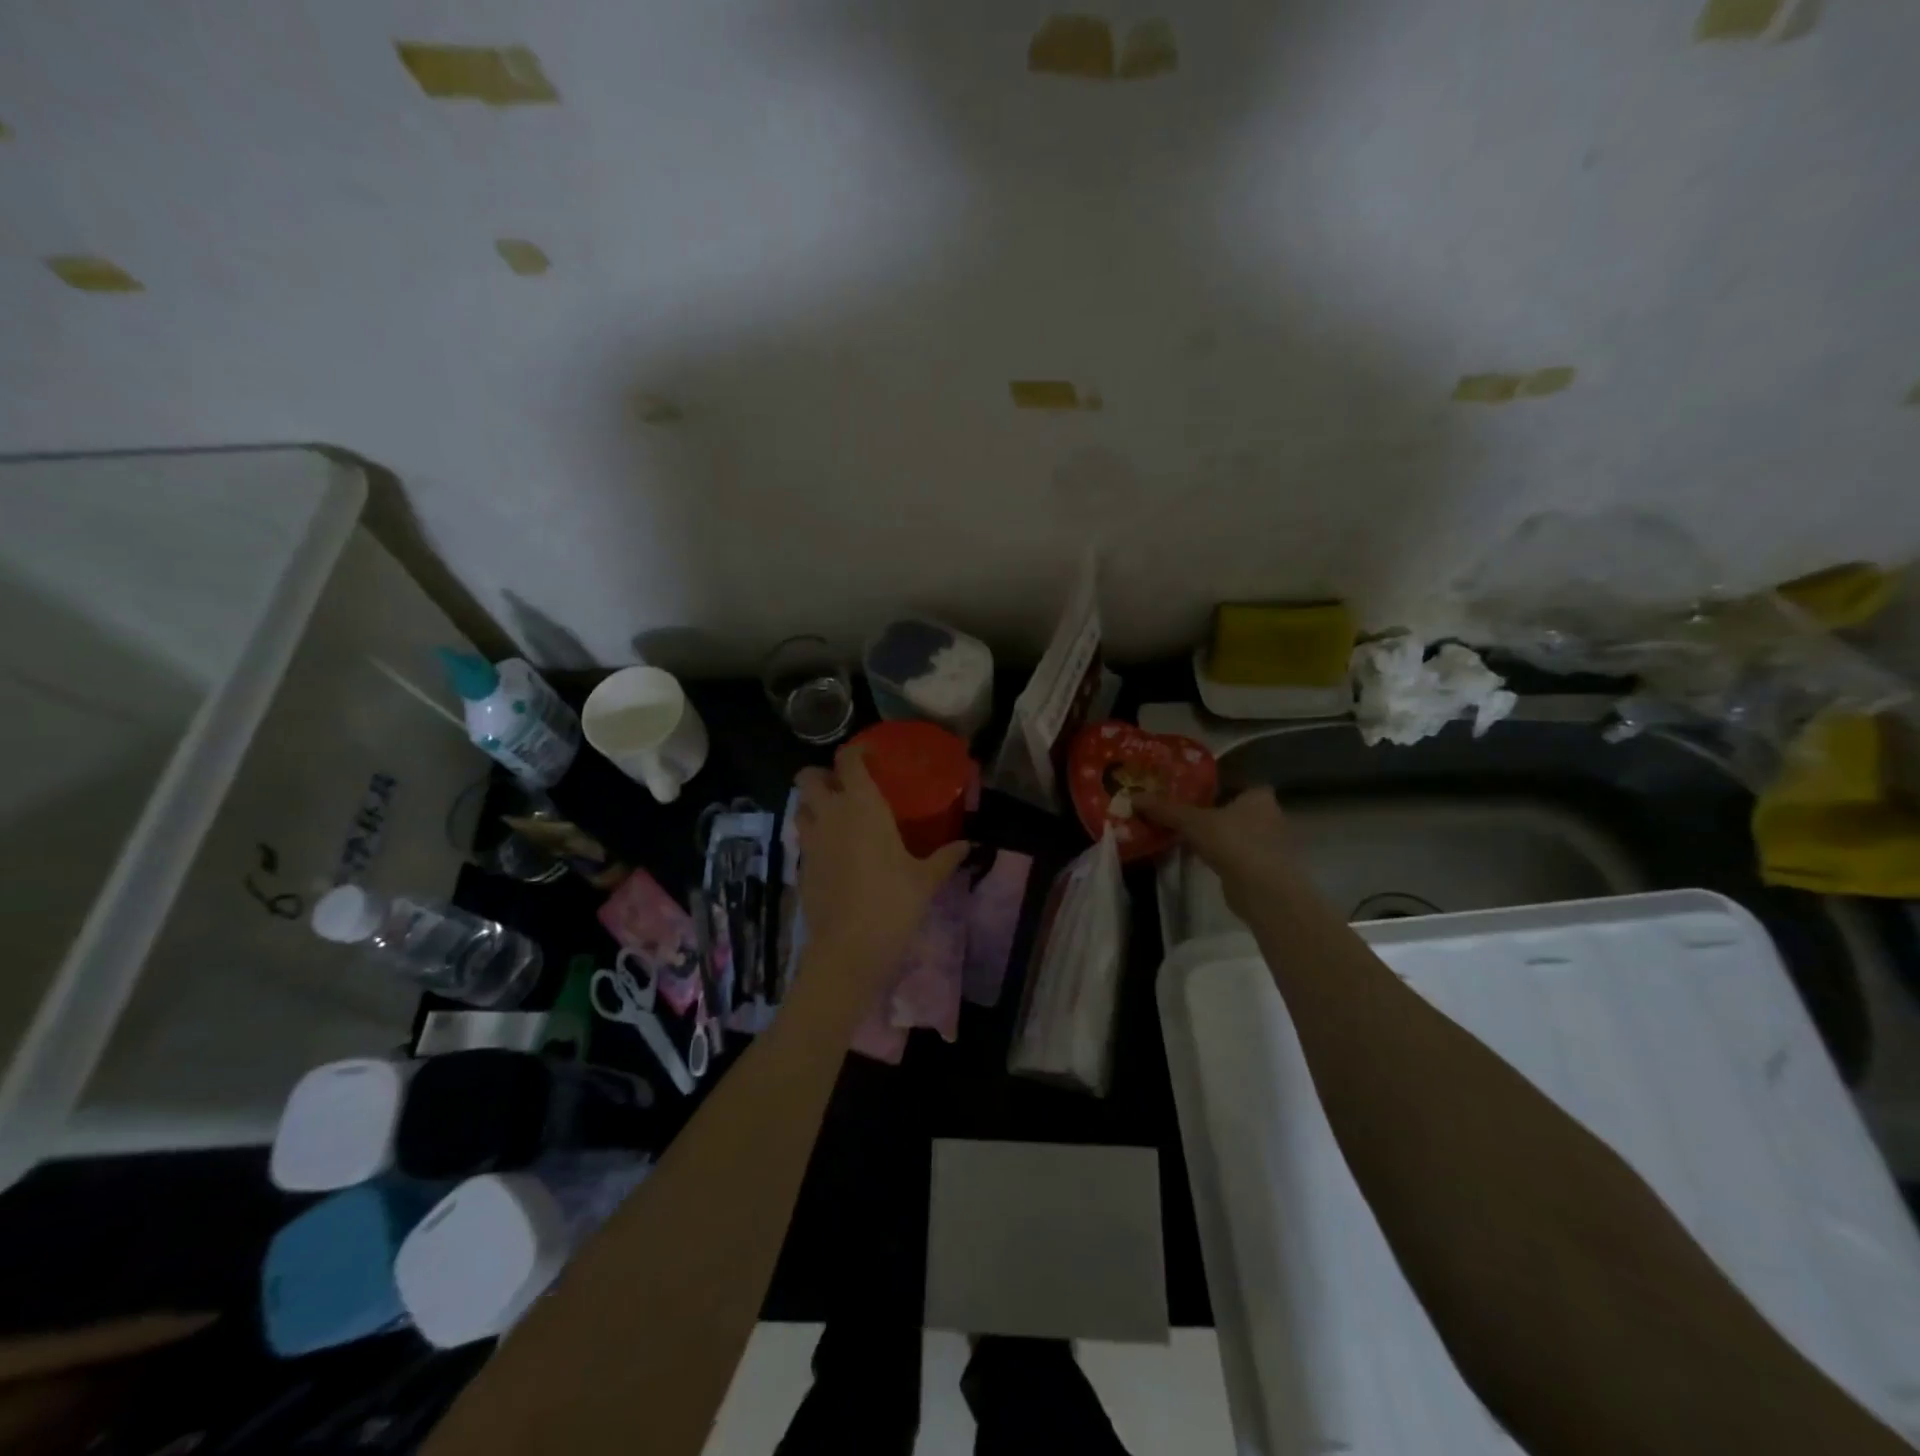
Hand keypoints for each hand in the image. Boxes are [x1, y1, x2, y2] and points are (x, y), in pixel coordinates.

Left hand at [794, 744, 967, 1002]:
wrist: (849, 948)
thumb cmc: (892, 903)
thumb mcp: (926, 879)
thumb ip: (945, 857)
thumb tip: (967, 845)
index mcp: (862, 805)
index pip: (847, 759)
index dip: (855, 750)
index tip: (870, 754)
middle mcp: (830, 814)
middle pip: (807, 776)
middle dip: (822, 775)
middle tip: (845, 786)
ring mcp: (810, 841)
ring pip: (799, 807)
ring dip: (813, 804)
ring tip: (837, 817)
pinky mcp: (801, 867)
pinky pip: (803, 840)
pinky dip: (814, 837)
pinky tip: (835, 853)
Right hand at [1137, 787, 1302, 911]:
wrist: (1263, 890)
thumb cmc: (1232, 842)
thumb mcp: (1192, 822)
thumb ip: (1165, 809)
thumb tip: (1133, 797)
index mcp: (1259, 796)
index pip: (1236, 782)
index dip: (1215, 785)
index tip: (1191, 791)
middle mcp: (1271, 815)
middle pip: (1235, 809)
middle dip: (1213, 812)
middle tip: (1184, 813)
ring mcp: (1271, 844)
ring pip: (1237, 833)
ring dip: (1217, 836)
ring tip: (1187, 836)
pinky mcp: (1265, 868)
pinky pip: (1238, 854)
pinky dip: (1222, 855)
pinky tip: (1202, 858)